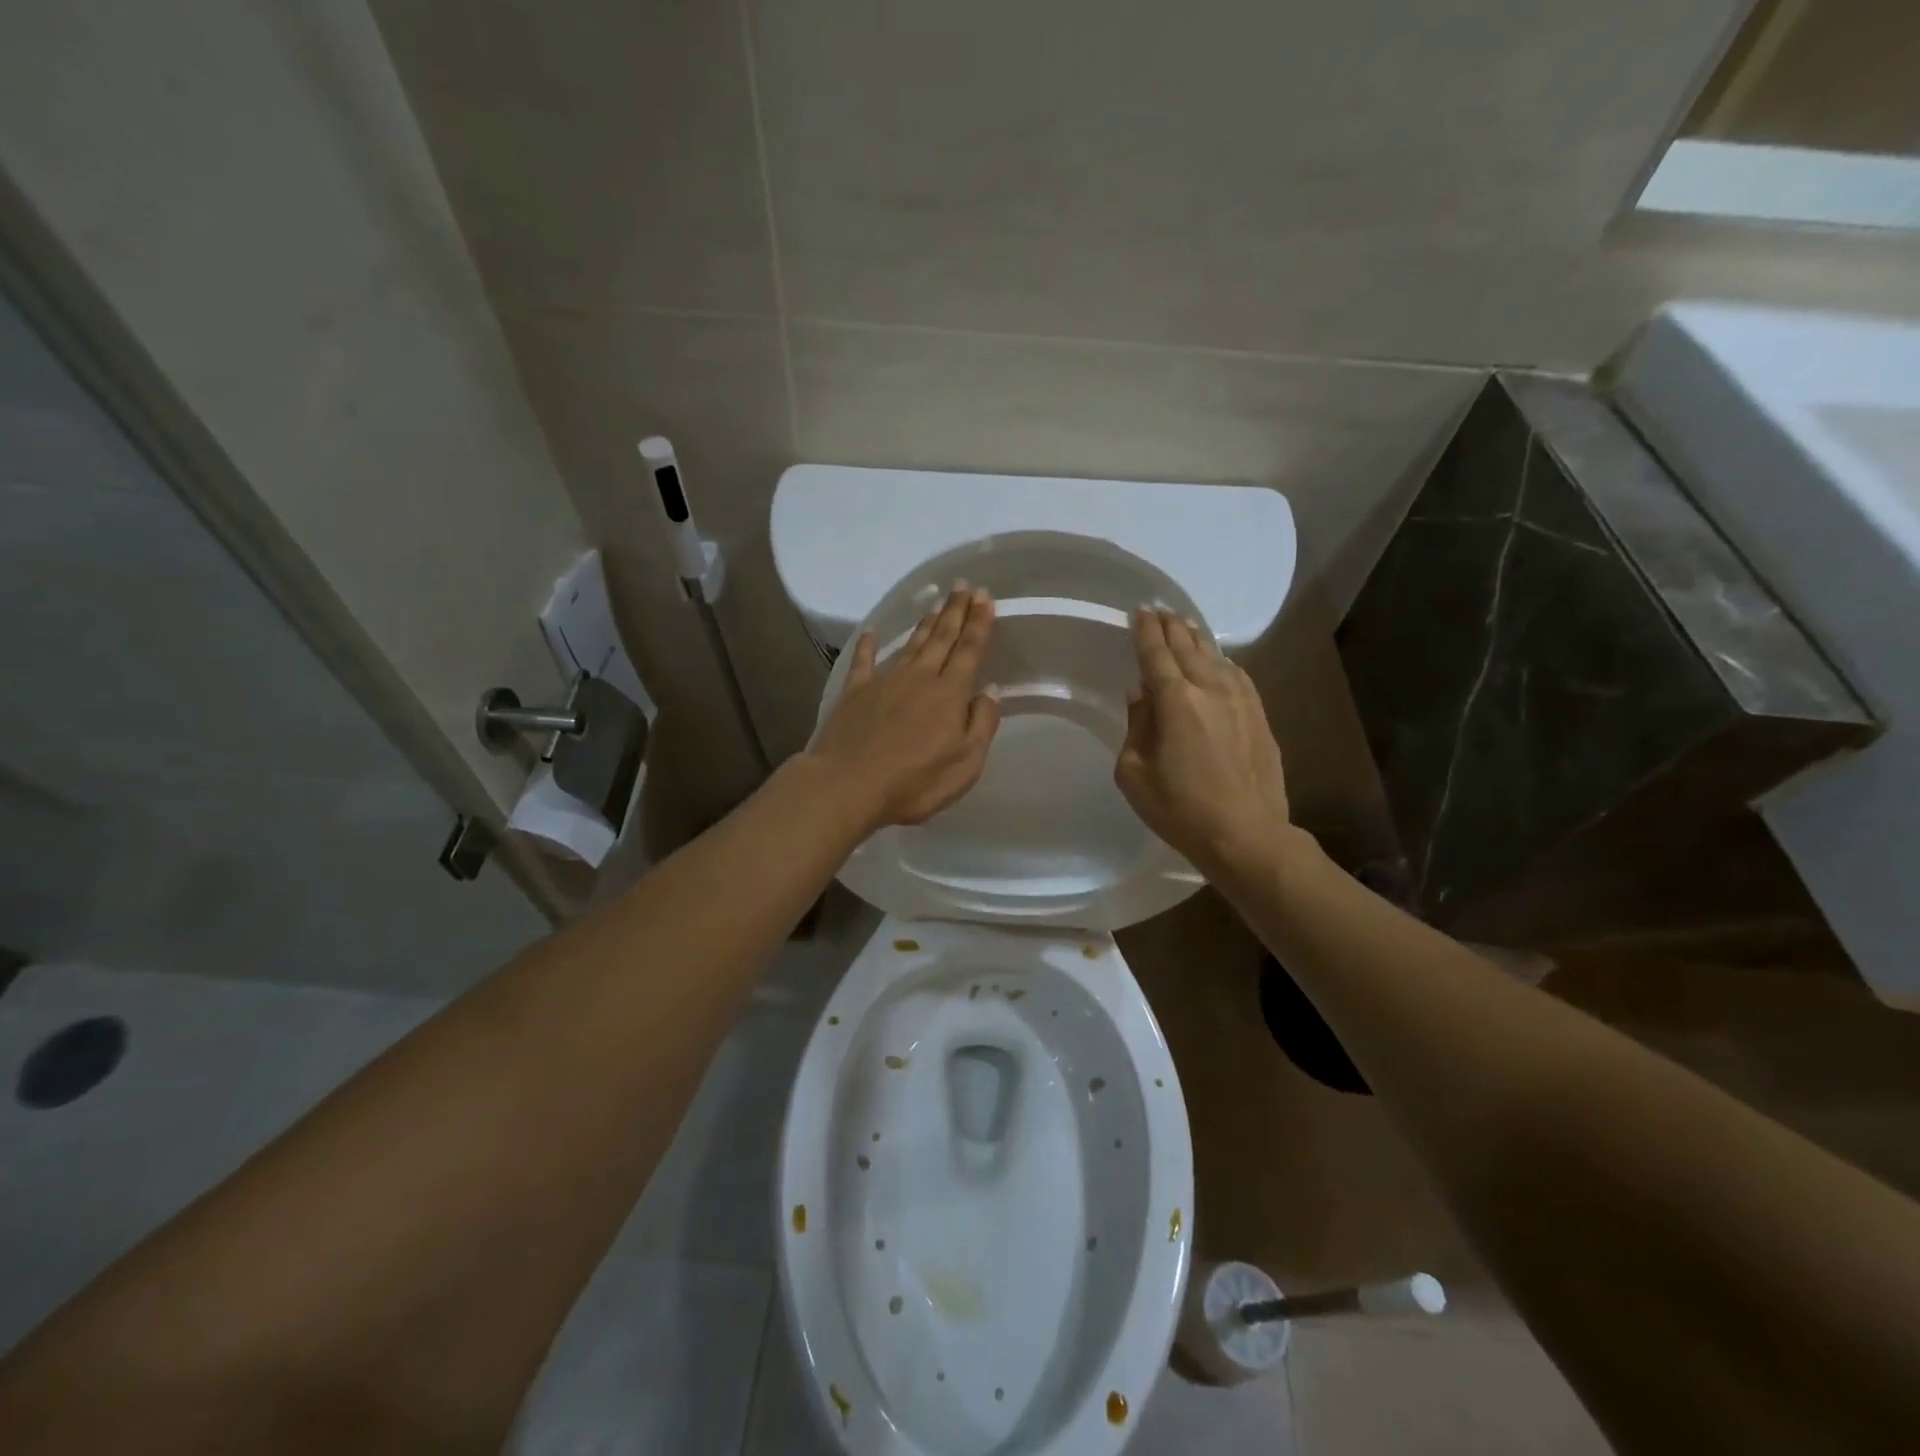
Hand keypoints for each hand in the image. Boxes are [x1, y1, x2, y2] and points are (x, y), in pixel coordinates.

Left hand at [807, 585, 1001, 832]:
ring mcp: (884, 681)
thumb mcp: (965, 764)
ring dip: (925, 624)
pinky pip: (863, 660)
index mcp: (949, 693)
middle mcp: (919, 677)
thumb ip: (982, 724)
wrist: (848, 785)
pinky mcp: (854, 692)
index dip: (978, 623)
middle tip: (965, 587)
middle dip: (956, 611)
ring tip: (936, 604)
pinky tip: (871, 633)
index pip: (969, 650)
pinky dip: (868, 645)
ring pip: (910, 644)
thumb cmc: (914, 782)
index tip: (986, 598)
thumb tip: (991, 691)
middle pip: (941, 638)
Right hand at [1115, 608, 1290, 873]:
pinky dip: (1222, 661)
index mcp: (1175, 701)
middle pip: (1188, 647)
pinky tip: (1218, 661)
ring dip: (1197, 639)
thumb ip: (1137, 726)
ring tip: (1185, 626)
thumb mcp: (1135, 773)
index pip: (1155, 654)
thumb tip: (1141, 694)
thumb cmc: (1180, 809)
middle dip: (1171, 626)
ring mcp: (1241, 700)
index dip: (1145, 631)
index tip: (1139, 611)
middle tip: (1159, 610)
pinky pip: (1237, 675)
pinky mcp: (1259, 716)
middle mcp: (1210, 689)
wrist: (1246, 834)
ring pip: (1216, 657)